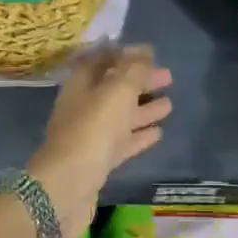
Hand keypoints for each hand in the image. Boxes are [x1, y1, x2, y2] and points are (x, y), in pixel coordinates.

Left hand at [27, 43, 171, 237]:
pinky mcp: (98, 160)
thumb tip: (144, 50)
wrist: (67, 186)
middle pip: (114, 87)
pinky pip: (122, 141)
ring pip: (121, 115)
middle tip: (168, 77)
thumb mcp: (117, 91)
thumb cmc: (93, 129)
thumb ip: (133, 69)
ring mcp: (90, 135)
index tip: (150, 53)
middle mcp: (83, 106)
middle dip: (140, 81)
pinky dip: (139, 135)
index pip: (103, 60)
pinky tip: (159, 133)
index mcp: (82, 84)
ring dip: (143, 108)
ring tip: (170, 104)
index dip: (125, 54)